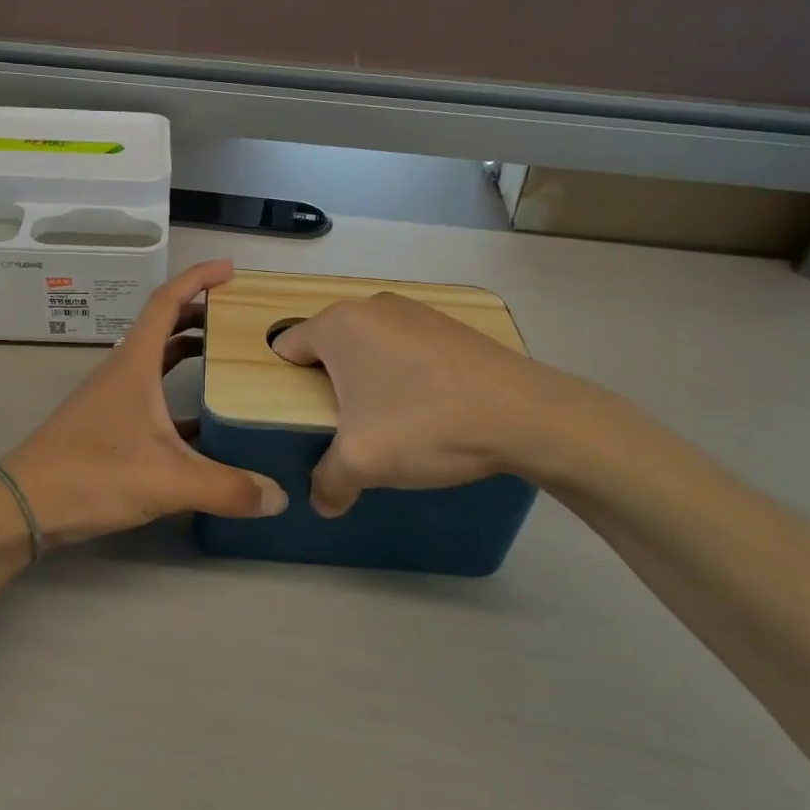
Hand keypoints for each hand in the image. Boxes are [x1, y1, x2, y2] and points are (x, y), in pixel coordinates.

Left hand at [1, 260, 286, 543]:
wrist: (24, 506)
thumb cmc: (93, 474)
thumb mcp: (167, 481)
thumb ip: (227, 488)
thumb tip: (280, 497)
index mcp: (135, 363)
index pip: (167, 301)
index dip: (198, 278)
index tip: (230, 270)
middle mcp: (123, 372)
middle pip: (164, 327)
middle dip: (200, 314)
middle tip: (239, 319)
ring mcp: (112, 398)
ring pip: (156, 362)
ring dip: (188, 353)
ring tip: (228, 360)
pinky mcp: (107, 426)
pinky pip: (151, 398)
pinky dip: (178, 398)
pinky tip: (204, 423)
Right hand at [272, 293, 634, 515]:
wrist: (526, 415)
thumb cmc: (425, 424)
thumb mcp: (362, 462)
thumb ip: (327, 482)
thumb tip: (322, 503)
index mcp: (339, 325)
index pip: (287, 348)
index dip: (283, 385)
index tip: (298, 418)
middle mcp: (372, 306)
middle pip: (328, 347)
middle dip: (327, 386)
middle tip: (339, 428)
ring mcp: (415, 312)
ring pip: (369, 349)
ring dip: (367, 382)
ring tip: (385, 423)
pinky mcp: (449, 327)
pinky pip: (404, 350)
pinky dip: (403, 376)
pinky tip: (425, 411)